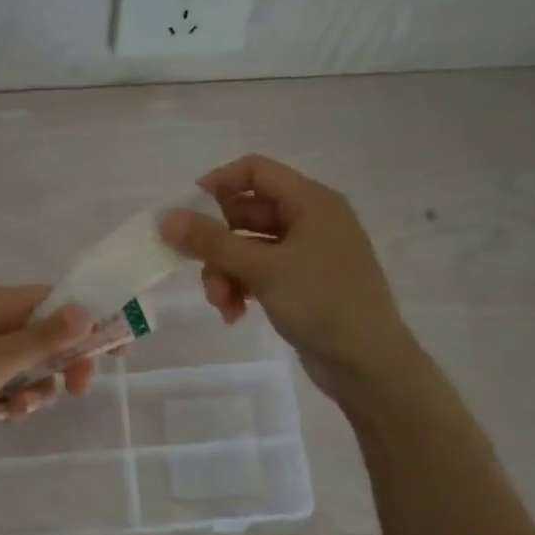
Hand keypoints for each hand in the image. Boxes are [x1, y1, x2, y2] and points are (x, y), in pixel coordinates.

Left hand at [0, 285, 95, 445]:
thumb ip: (43, 338)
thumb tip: (87, 309)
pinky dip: (5, 401)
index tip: (120, 346)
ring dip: (31, 390)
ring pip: (25, 367)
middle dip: (61, 364)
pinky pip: (0, 386)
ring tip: (13, 410)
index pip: (56, 299)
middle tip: (76, 391)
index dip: (90, 319)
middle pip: (44, 335)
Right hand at [159, 155, 411, 399]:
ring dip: (226, 273)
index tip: (186, 211)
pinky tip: (234, 315)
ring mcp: (308, 254)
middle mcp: (311, 220)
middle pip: (247, 214)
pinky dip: (243, 288)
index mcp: (311, 202)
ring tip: (221, 304)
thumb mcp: (263, 269)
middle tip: (196, 269)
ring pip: (249, 249)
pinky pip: (261, 273)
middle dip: (218, 245)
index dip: (219, 183)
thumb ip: (212, 242)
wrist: (368, 363)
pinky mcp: (303, 284)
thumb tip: (166, 218)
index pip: (256, 171)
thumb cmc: (322, 303)